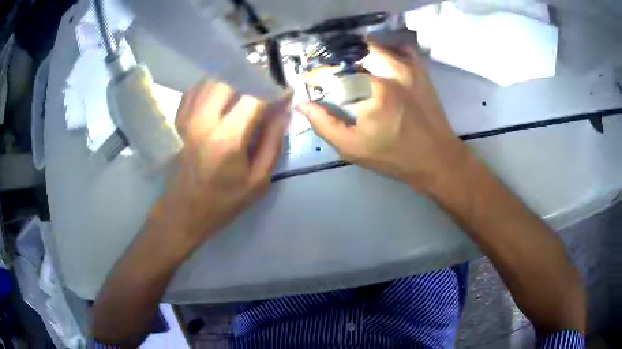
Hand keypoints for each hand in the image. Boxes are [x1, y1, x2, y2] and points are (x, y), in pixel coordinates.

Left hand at [152, 81, 289, 244]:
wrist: (183, 211)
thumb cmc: (223, 201)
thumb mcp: (258, 180)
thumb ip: (273, 141)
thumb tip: (283, 110)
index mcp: (227, 137)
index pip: (255, 95)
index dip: (274, 89)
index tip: (285, 92)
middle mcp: (204, 119)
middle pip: (231, 77)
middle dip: (253, 77)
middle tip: (264, 88)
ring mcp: (187, 117)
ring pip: (212, 79)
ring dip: (233, 79)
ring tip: (246, 90)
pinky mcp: (178, 119)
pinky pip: (196, 88)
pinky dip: (212, 85)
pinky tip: (221, 96)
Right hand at [298, 43, 468, 193]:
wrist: (437, 157)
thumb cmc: (394, 156)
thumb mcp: (353, 148)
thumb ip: (324, 124)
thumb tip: (302, 104)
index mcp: (373, 91)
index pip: (335, 71)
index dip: (318, 74)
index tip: (312, 81)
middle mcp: (391, 71)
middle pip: (353, 51)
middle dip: (337, 60)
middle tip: (332, 74)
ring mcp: (408, 67)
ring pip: (374, 45)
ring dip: (358, 53)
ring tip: (352, 68)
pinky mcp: (419, 69)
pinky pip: (398, 48)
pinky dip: (385, 51)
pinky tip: (379, 64)